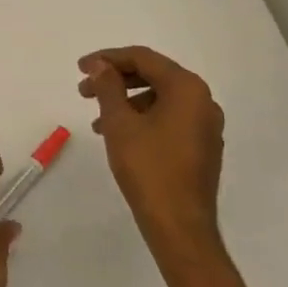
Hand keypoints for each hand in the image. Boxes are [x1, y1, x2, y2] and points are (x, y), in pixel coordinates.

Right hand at [79, 46, 226, 272]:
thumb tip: (100, 66)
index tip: (81, 67)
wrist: (180, 228)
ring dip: (126, 102)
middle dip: (116, 80)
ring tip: (96, 120)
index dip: (108, 58)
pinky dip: (143, 119)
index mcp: (187, 88)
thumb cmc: (148, 169)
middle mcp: (203, 101)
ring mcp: (206, 126)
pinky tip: (120, 136)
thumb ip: (108, 87)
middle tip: (84, 90)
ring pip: (160, 99)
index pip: (144, 58)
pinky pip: (169, 119)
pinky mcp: (202, 148)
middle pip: (154, 76)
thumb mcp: (119, 123)